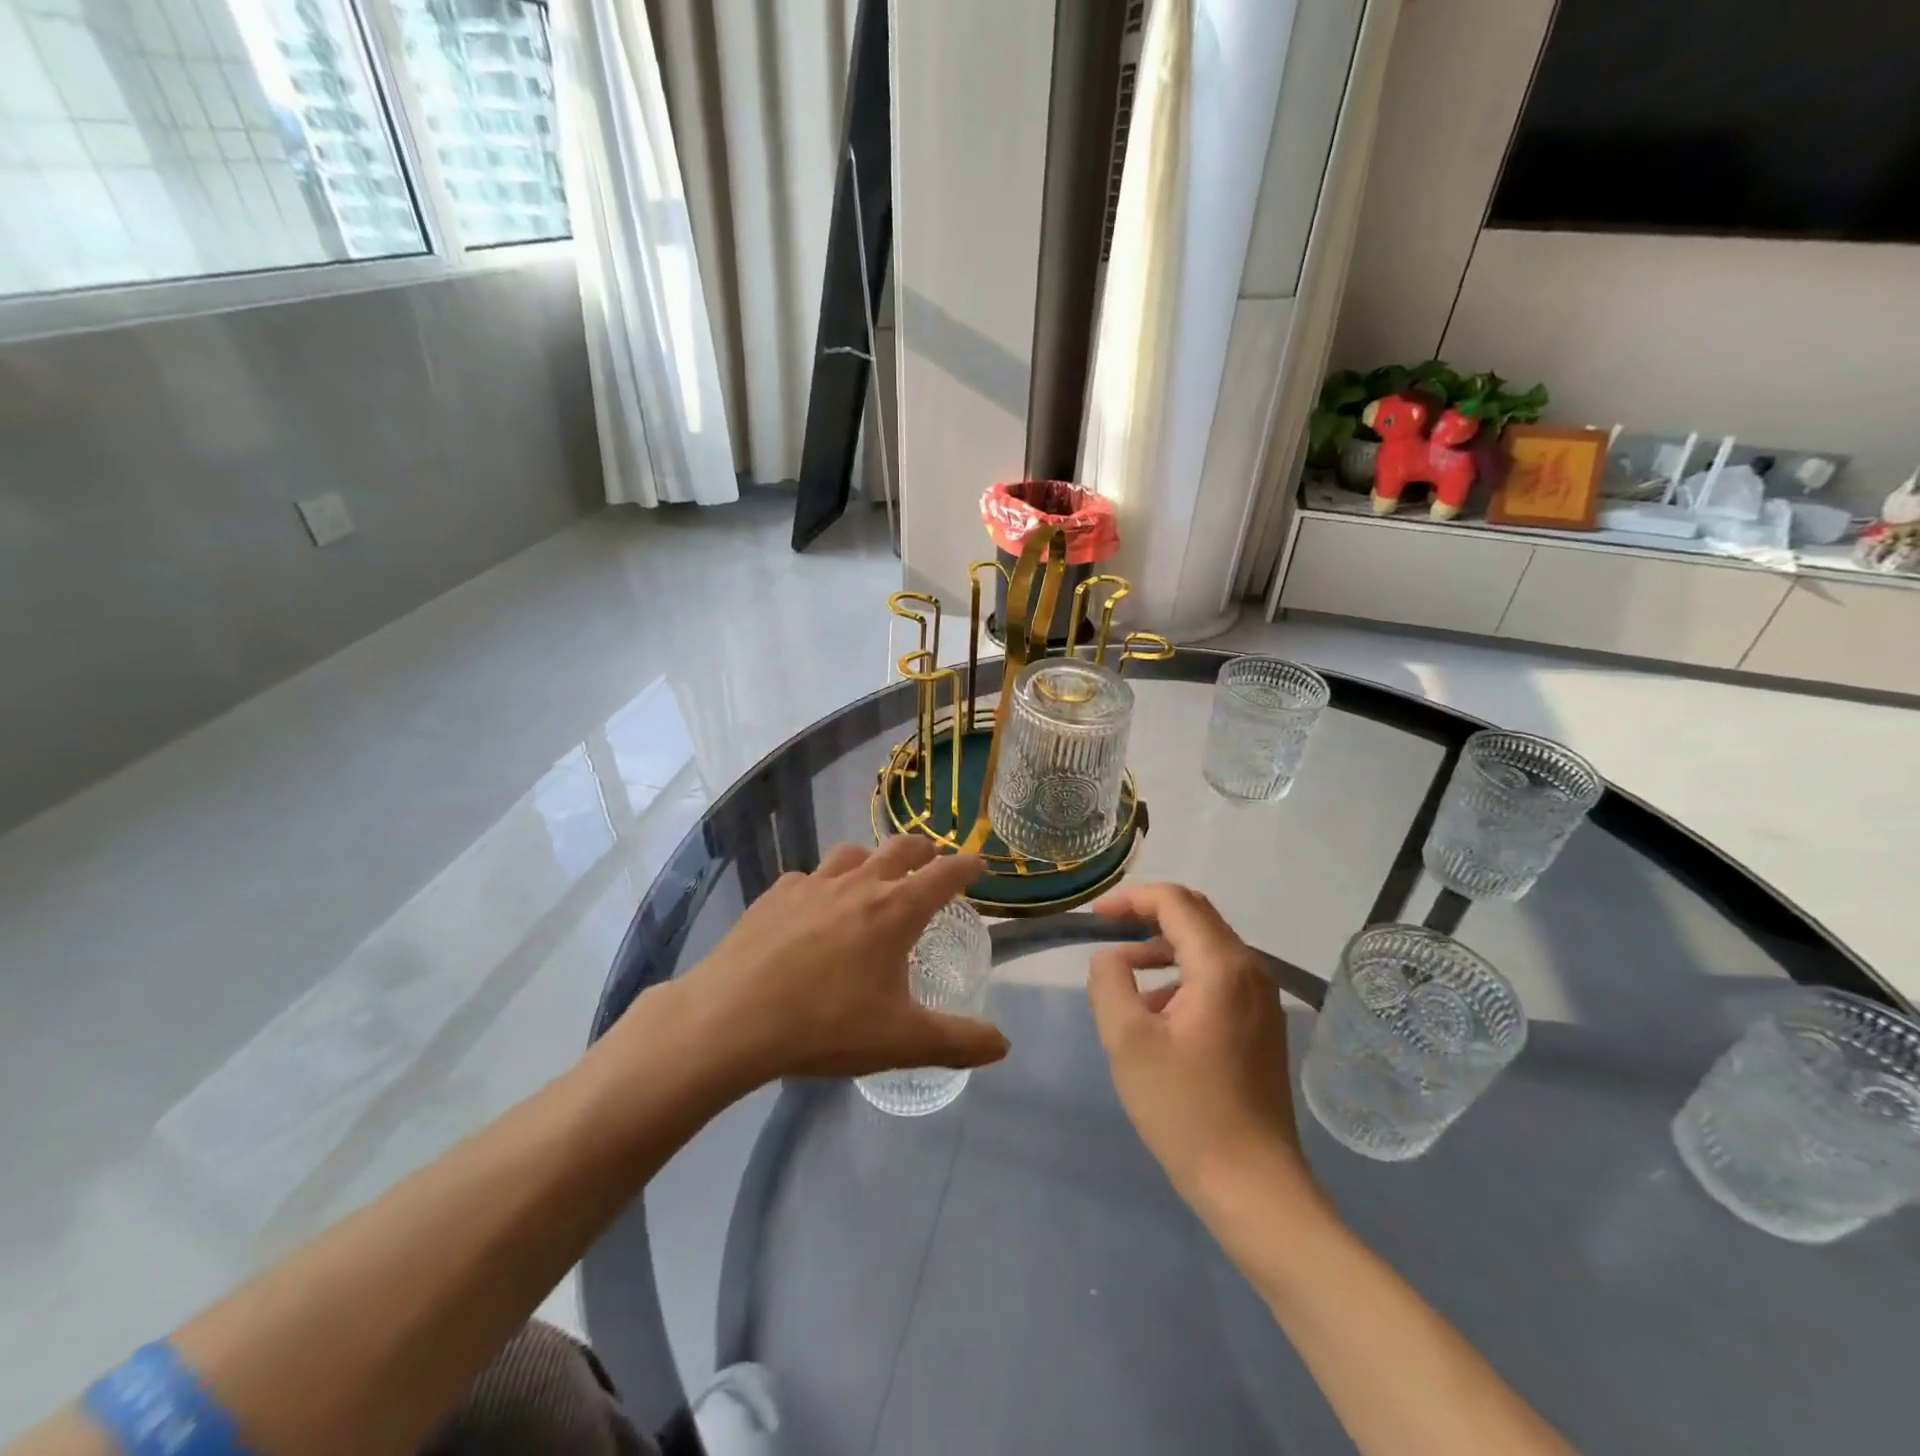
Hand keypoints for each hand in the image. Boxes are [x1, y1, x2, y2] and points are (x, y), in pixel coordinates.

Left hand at [678, 837, 1006, 1088]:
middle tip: (931, 860)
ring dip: (872, 858)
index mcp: (895, 910)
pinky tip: (813, 908)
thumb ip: (957, 1042)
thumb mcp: (901, 1042)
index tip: (979, 863)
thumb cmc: (826, 1025)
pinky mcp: (775, 895)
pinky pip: (808, 877)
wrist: (732, 1018)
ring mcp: (813, 884)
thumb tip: (1003, 1044)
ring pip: (852, 853)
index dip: (966, 866)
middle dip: (923, 850)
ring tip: (873, 877)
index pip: (944, 874)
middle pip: (900, 848)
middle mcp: (858, 884)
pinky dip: (823, 884)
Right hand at [1087, 884, 1314, 1209]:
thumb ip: (1110, 983)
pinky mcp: (1262, 1024)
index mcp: (1222, 967)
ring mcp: (1262, 999)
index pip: (1176, 902)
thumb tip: (1110, 957)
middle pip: (1196, 917)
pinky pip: (1218, 977)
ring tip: (1123, 972)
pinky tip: (1156, 1011)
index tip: (1096, 917)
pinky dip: (1182, 975)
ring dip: (1162, 947)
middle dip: (1147, 915)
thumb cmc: (1185, 1110)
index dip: (1132, 899)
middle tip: (1106, 930)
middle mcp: (1250, 971)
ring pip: (1207, 947)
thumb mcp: (1127, 1042)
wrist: (1253, 1186)